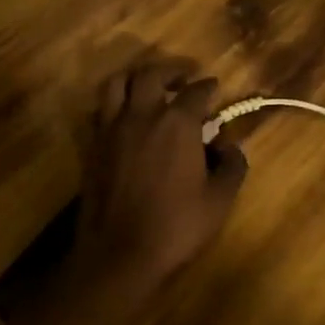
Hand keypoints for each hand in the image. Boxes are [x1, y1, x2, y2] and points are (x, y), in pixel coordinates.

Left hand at [68, 58, 247, 304]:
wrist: (118, 255)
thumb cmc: (176, 226)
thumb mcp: (220, 199)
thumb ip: (232, 165)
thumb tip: (230, 145)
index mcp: (177, 123)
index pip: (196, 91)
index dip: (208, 86)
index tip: (213, 86)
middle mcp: (142, 115)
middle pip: (151, 73)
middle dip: (170, 69)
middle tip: (183, 76)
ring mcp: (112, 129)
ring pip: (116, 83)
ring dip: (135, 77)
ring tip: (148, 86)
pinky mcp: (92, 146)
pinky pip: (100, 110)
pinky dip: (114, 103)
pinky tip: (125, 116)